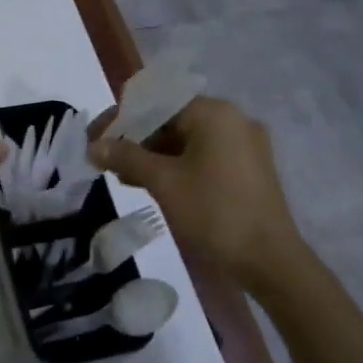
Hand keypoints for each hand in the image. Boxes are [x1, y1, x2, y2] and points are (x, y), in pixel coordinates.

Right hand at [87, 95, 304, 280]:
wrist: (269, 259)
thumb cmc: (214, 212)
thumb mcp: (163, 182)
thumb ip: (126, 157)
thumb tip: (93, 146)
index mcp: (214, 113)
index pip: (156, 102)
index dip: (121, 119)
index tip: (95, 140)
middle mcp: (232, 120)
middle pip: (171, 118)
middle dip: (136, 138)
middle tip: (106, 160)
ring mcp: (244, 145)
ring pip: (186, 139)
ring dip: (153, 154)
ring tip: (124, 176)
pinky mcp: (248, 168)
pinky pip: (203, 155)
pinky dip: (176, 165)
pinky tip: (153, 184)